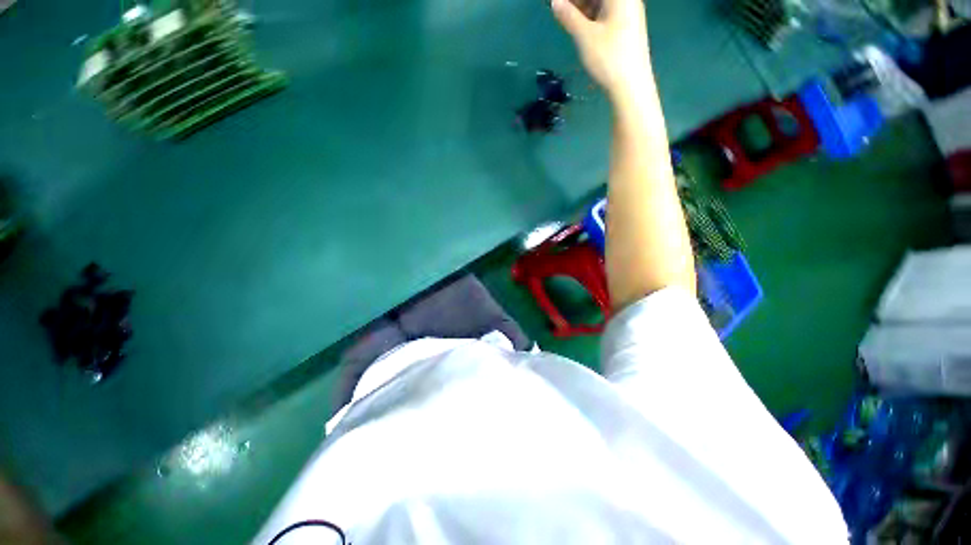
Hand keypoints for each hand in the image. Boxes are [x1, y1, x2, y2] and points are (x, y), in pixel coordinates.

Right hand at [551, 0, 652, 102]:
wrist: (631, 85)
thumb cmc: (608, 58)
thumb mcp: (585, 36)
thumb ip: (569, 16)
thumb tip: (555, 1)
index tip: (557, 4)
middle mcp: (626, 0)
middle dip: (577, 1)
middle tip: (559, 9)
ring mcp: (627, 12)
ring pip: (601, 3)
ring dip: (583, 8)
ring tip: (566, 17)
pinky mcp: (625, 26)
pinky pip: (605, 13)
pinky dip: (591, 16)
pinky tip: (579, 25)